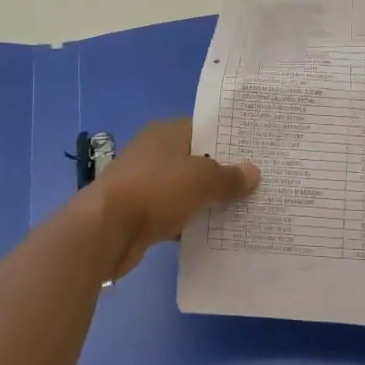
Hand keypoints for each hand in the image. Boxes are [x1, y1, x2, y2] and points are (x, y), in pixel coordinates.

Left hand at [82, 118, 259, 279]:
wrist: (105, 231)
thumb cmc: (154, 191)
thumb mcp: (200, 179)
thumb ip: (228, 177)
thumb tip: (254, 172)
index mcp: (165, 134)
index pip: (204, 129)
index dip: (229, 139)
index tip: (257, 152)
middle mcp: (154, 155)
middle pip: (197, 161)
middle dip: (224, 173)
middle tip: (259, 184)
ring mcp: (146, 186)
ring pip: (187, 191)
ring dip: (209, 201)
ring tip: (247, 209)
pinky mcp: (142, 215)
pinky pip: (176, 216)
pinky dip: (193, 224)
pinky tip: (218, 234)